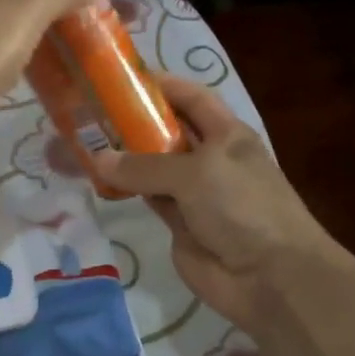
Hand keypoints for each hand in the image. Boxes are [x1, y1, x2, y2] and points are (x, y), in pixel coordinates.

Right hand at [93, 75, 348, 330]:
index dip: (161, 84)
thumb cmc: (243, 207)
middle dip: (133, 120)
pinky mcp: (179, 223)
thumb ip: (145, 166)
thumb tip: (97, 159)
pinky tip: (98, 178)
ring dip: (124, 156)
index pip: (191, 98)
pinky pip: (148, 197)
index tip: (120, 78)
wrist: (270, 277)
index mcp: (227, 134)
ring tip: (83, 140)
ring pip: (153, 166)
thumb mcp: (196, 174)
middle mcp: (210, 158)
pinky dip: (126, 188)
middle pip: (167, 130)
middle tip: (89, 110)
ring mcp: (194, 193)